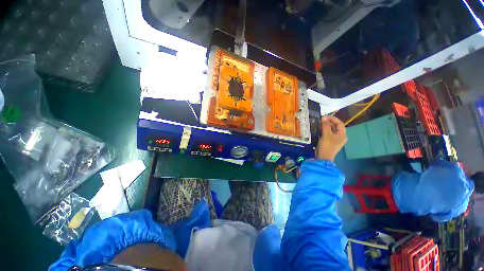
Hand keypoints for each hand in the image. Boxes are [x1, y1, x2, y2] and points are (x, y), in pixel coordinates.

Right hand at [316, 116, 346, 160]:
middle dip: (329, 122)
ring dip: (326, 126)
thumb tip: (324, 117)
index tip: (324, 116)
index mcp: (342, 134)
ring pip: (332, 130)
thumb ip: (325, 125)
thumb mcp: (326, 134)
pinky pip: (329, 134)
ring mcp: (336, 140)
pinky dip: (325, 131)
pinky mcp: (331, 142)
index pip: (339, 123)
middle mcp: (341, 136)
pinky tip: (319, 130)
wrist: (323, 157)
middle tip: (321, 120)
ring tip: (319, 124)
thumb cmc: (326, 145)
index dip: (333, 118)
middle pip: (336, 126)